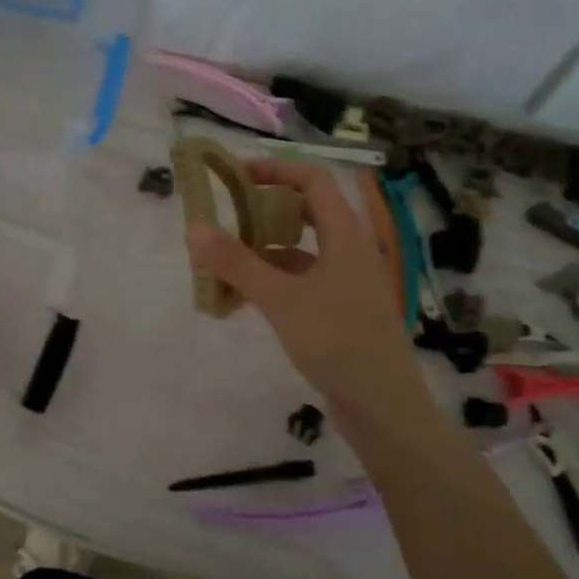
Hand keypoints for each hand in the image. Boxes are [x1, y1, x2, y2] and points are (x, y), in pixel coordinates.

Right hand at [186, 160, 423, 410]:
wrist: (383, 407)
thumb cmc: (336, 342)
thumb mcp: (280, 299)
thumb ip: (237, 263)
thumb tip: (194, 227)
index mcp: (346, 237)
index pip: (314, 181)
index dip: (277, 170)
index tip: (237, 176)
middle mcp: (350, 252)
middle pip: (307, 214)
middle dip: (265, 212)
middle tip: (226, 218)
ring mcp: (347, 284)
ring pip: (301, 252)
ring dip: (264, 252)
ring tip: (223, 264)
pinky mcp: (340, 311)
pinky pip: (302, 282)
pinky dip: (273, 283)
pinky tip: (243, 300)